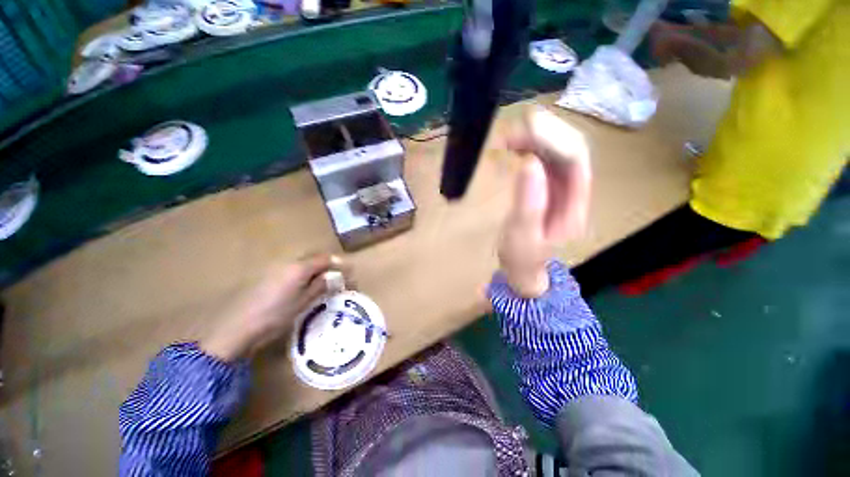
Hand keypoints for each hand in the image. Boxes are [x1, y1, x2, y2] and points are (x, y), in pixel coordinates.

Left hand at [202, 254, 343, 361]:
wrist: (236, 328)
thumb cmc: (274, 316)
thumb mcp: (303, 303)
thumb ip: (319, 286)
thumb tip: (333, 277)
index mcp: (300, 268)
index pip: (325, 259)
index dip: (339, 263)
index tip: (349, 271)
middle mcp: (288, 263)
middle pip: (314, 258)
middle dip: (328, 265)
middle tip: (337, 277)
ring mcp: (275, 269)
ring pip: (302, 264)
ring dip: (315, 269)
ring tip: (323, 283)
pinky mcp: (266, 276)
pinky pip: (292, 270)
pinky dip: (303, 274)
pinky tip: (302, 287)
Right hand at [499, 108, 590, 296]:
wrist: (522, 268)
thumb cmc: (522, 256)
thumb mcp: (522, 235)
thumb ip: (527, 202)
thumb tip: (530, 163)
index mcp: (574, 205)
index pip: (575, 161)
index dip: (555, 140)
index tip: (528, 128)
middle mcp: (573, 191)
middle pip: (570, 150)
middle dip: (547, 133)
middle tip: (517, 127)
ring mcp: (560, 188)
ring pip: (557, 152)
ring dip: (537, 139)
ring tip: (510, 136)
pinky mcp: (546, 188)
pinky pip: (543, 160)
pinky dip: (529, 149)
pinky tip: (514, 147)